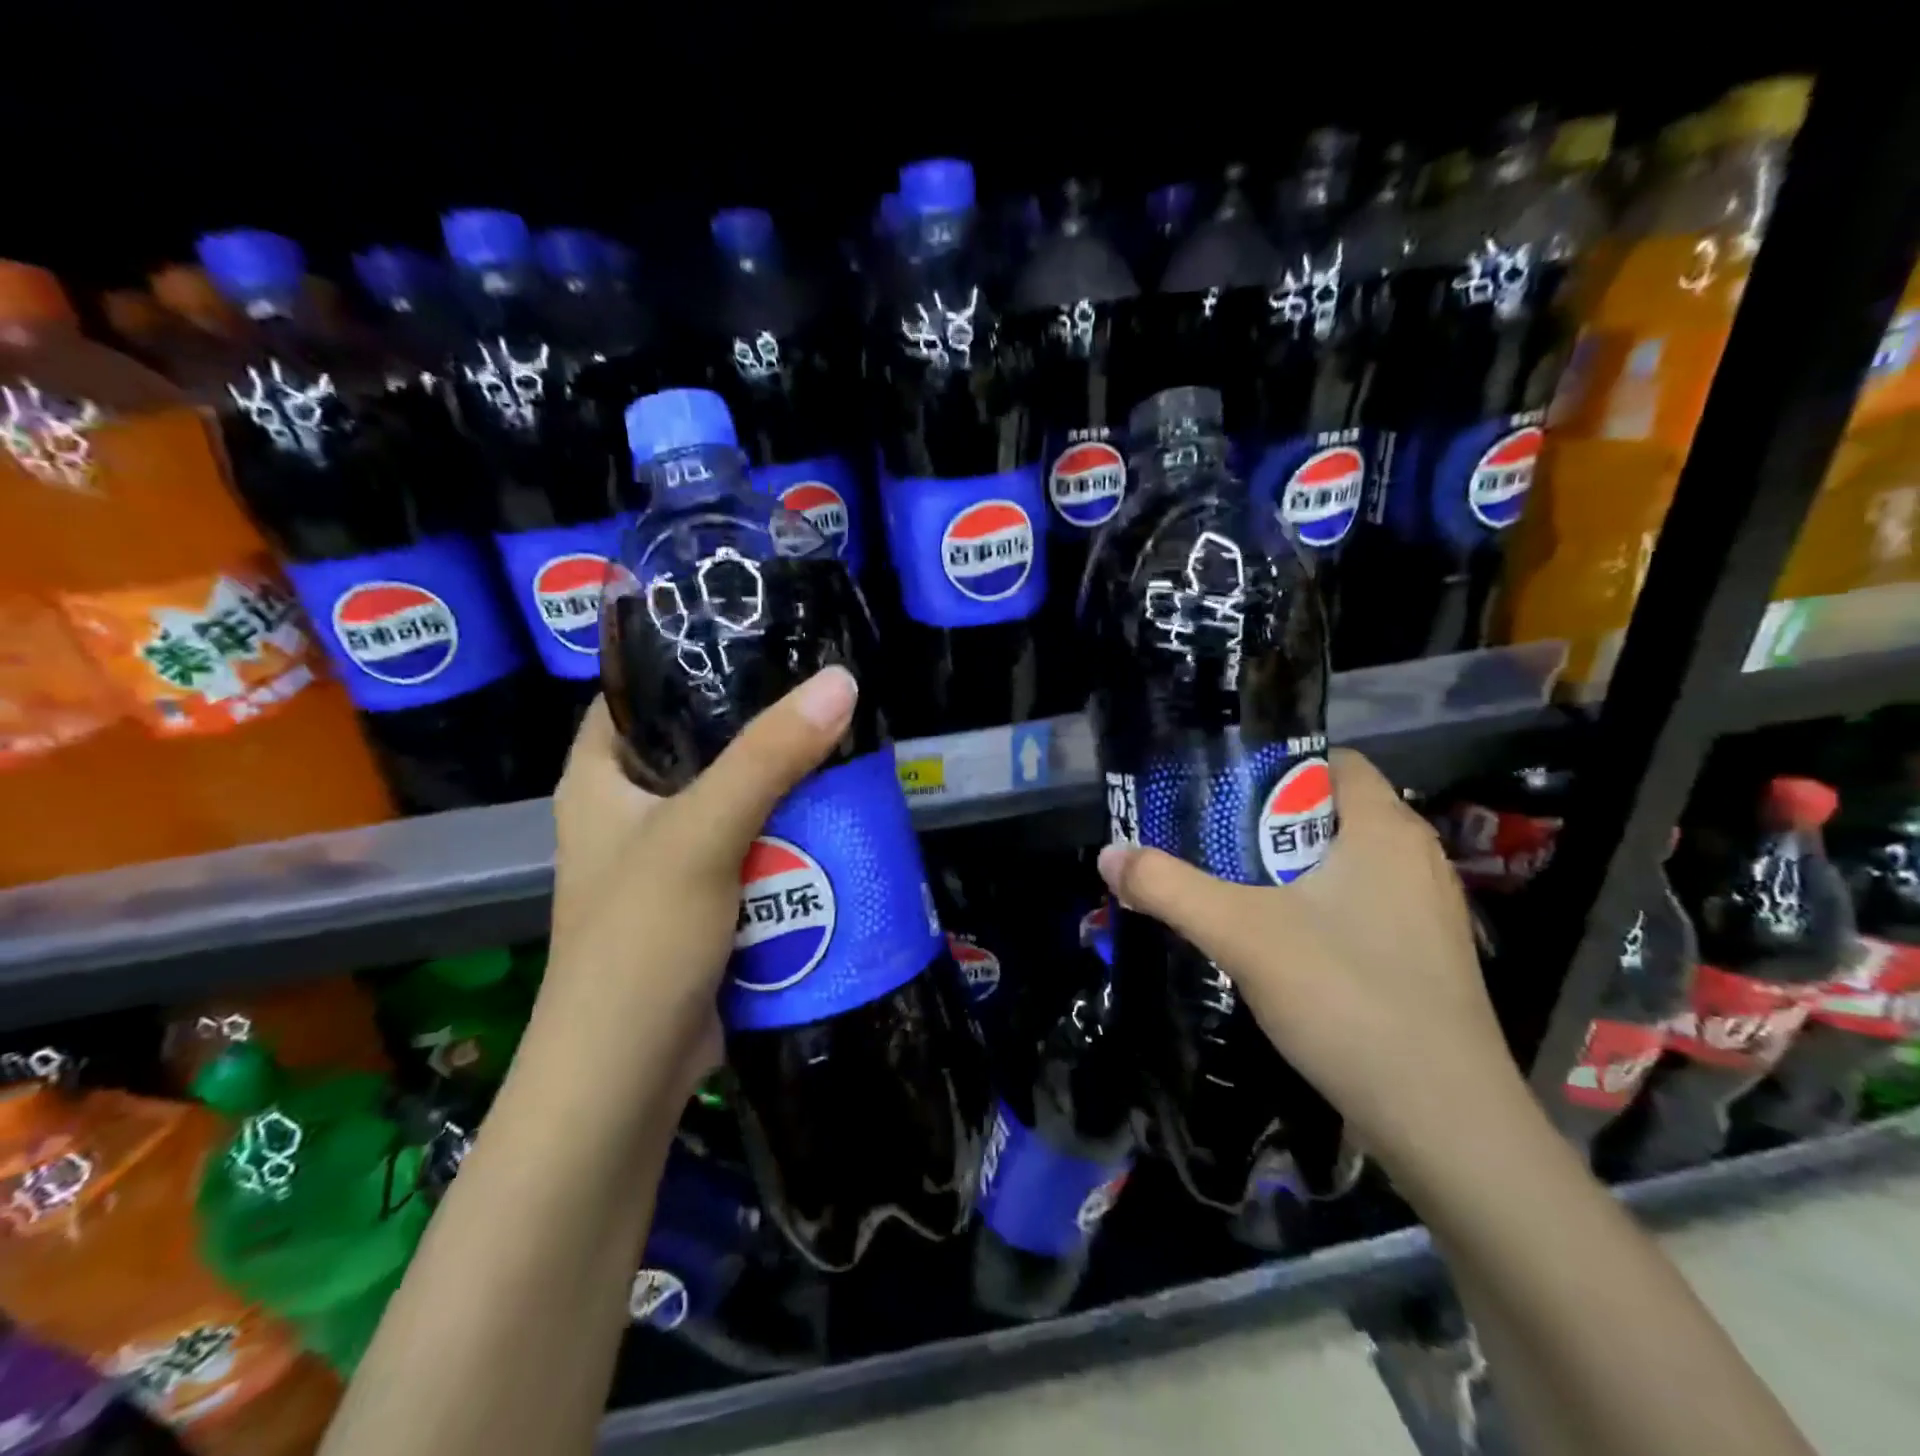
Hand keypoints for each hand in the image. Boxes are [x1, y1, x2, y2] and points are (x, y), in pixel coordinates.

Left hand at [541, 668, 859, 1103]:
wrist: (629, 1079)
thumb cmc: (640, 942)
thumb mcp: (702, 835)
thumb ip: (768, 758)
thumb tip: (840, 681)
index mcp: (599, 778)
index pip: (637, 693)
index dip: (687, 660)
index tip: (758, 635)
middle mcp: (631, 811)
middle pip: (701, 744)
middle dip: (761, 725)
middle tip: (826, 694)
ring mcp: (672, 859)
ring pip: (738, 798)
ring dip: (787, 783)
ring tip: (847, 745)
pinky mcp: (708, 900)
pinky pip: (757, 847)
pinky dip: (792, 834)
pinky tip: (839, 815)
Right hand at [1096, 748, 1525, 1179]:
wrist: (1446, 1123)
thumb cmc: (1348, 999)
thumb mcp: (1241, 934)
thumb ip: (1170, 889)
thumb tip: (1107, 855)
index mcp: (1385, 829)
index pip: (1333, 761)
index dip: (1275, 766)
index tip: (1220, 790)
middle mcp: (1417, 858)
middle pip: (1332, 812)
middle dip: (1269, 820)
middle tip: (1210, 840)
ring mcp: (1427, 911)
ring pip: (1346, 863)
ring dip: (1291, 868)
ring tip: (1232, 887)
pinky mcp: (1425, 957)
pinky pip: (1362, 905)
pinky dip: (1318, 907)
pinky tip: (1278, 942)